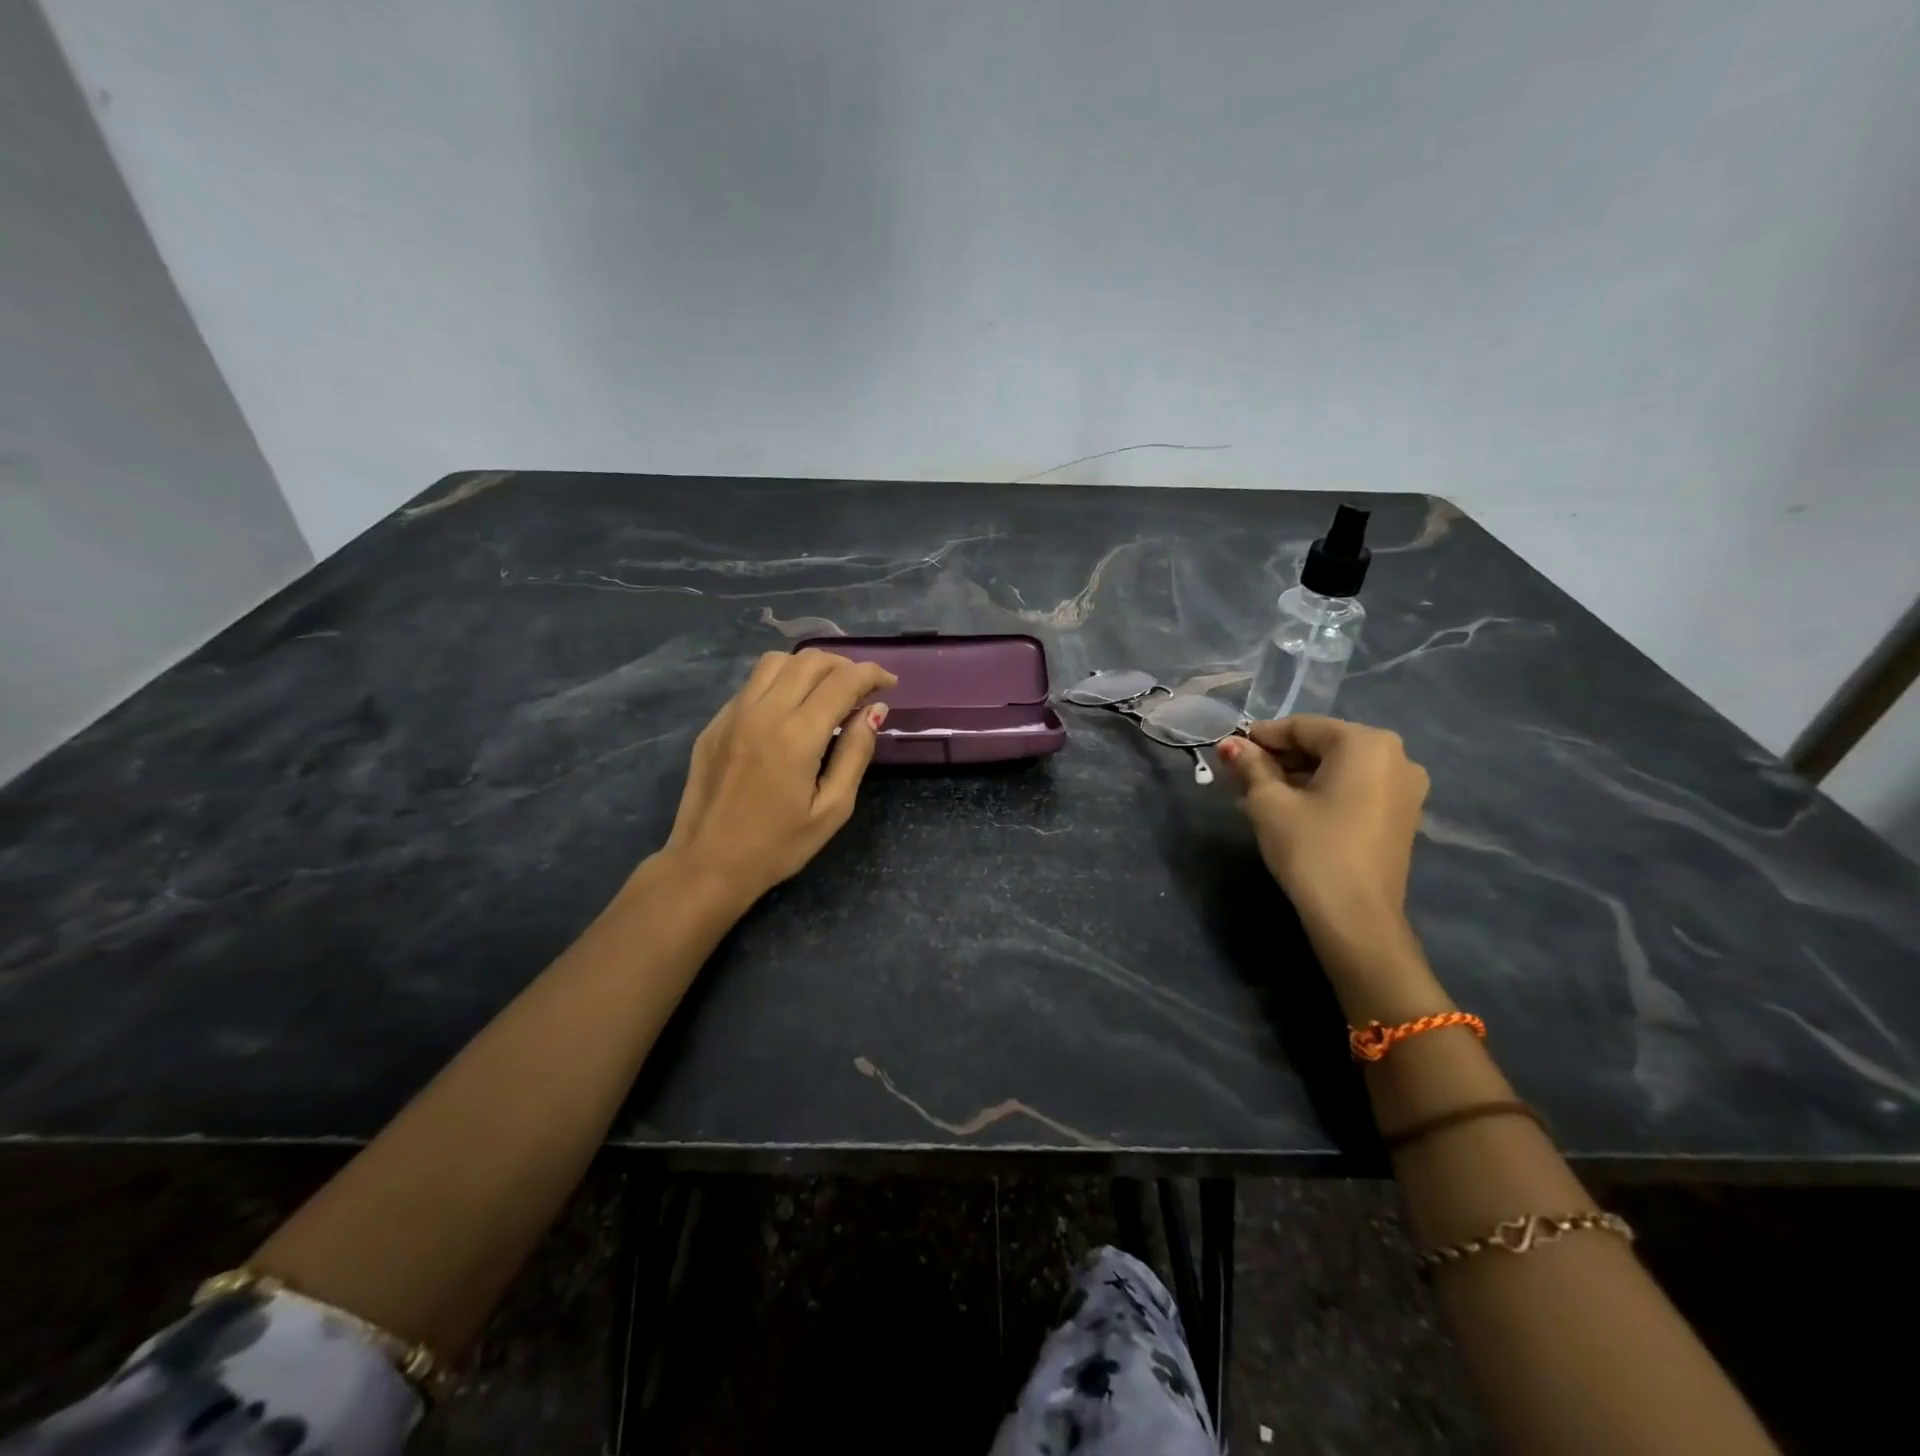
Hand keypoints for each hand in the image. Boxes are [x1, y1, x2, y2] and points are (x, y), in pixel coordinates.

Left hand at [661, 649, 896, 903]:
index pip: (842, 681)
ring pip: (776, 662)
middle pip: (810, 661)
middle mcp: (763, 712)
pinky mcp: (715, 723)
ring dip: (809, 666)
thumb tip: (874, 711)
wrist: (707, 864)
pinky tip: (790, 709)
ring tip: (826, 690)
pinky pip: (752, 684)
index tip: (889, 684)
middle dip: (844, 665)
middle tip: (862, 689)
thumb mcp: (832, 809)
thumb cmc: (778, 846)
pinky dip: (780, 682)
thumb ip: (856, 753)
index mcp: (797, 736)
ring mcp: (733, 714)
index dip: (872, 674)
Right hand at [1218, 715, 1428, 939]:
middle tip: (1242, 774)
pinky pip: (1356, 787)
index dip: (1261, 736)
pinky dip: (1324, 790)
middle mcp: (1396, 756)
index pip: (1302, 727)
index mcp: (1366, 743)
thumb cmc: (1310, 848)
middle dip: (1281, 756)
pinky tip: (1294, 808)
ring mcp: (1406, 787)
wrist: (1355, 917)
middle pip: (1324, 744)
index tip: (1229, 749)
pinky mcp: (1403, 815)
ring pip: (1340, 767)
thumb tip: (1230, 745)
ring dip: (1300, 774)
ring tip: (1262, 793)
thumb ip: (1250, 766)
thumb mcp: (1269, 802)